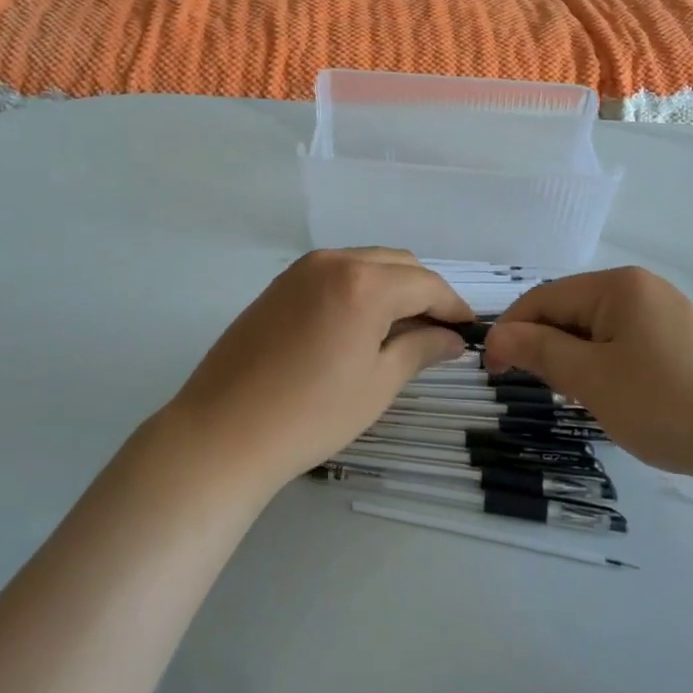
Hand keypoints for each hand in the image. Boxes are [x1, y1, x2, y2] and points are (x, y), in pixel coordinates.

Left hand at [159, 249, 472, 492]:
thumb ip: (420, 349)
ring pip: (365, 264)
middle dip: (424, 292)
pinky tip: (360, 324)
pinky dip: (360, 288)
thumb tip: (451, 337)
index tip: (468, 330)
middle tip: (438, 333)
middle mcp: (334, 261)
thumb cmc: (311, 414)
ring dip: (392, 287)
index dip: (452, 305)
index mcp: (364, 282)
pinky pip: (335, 273)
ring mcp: (301, 270)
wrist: (224, 431)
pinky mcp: (280, 284)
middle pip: (397, 264)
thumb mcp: (378, 384)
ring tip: (401, 331)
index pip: (425, 283)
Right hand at [483, 267, 692, 482]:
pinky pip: (623, 344)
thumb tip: (496, 336)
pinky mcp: (681, 341)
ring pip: (595, 331)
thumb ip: (539, 351)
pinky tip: (613, 397)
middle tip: (543, 390)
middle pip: (570, 311)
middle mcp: (640, 289)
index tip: (492, 371)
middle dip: (546, 347)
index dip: (511, 331)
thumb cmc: (667, 403)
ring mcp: (664, 314)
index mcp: (617, 286)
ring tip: (580, 399)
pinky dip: (604, 367)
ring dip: (574, 360)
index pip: (543, 298)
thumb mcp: (591, 379)